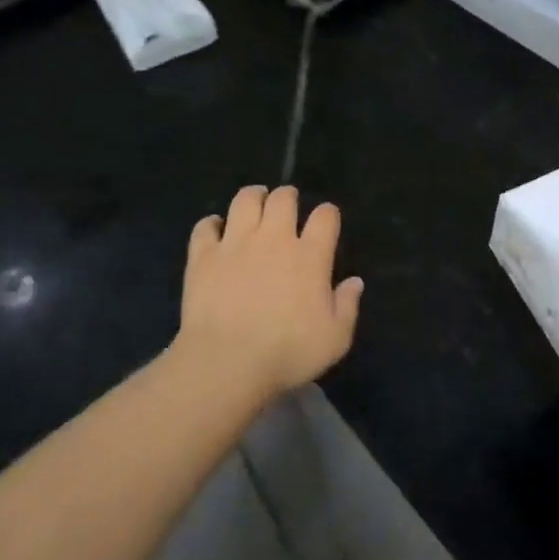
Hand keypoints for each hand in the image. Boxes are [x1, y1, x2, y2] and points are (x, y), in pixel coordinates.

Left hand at [173, 185, 363, 401]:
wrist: (226, 363)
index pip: (325, 216)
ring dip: (253, 197)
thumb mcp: (334, 339)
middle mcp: (274, 239)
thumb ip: (347, 306)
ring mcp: (235, 243)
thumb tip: (354, 282)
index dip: (328, 213)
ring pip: (244, 200)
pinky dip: (211, 224)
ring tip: (255, 202)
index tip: (326, 220)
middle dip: (288, 196)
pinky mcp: (203, 256)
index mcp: (310, 256)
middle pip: (283, 198)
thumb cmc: (287, 353)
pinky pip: (205, 227)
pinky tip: (215, 229)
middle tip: (287, 204)